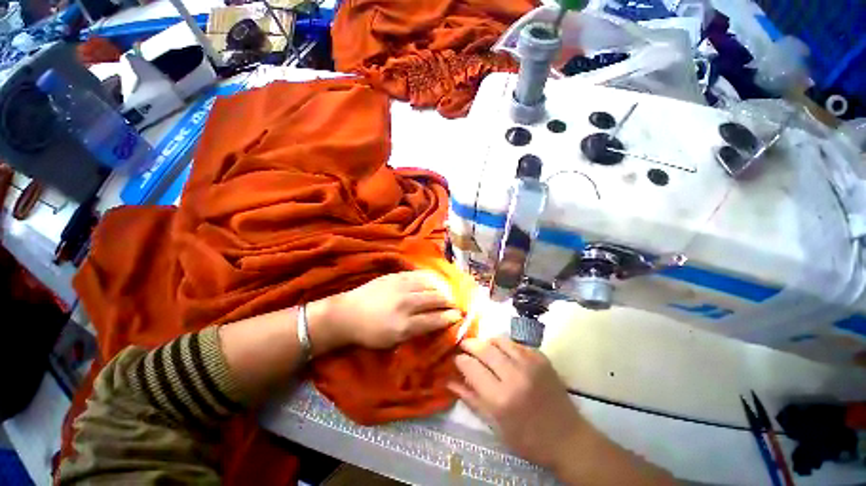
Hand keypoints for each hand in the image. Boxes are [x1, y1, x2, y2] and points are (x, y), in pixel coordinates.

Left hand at [307, 271, 462, 352]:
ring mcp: (400, 287)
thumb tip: (437, 322)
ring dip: (442, 289)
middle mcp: (405, 304)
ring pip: (430, 285)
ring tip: (446, 293)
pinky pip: (419, 274)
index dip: (450, 317)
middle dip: (449, 302)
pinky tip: (434, 281)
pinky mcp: (396, 276)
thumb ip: (416, 332)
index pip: (435, 319)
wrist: (347, 314)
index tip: (458, 316)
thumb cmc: (369, 333)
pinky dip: (430, 278)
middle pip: (436, 299)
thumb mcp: (392, 341)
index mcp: (404, 325)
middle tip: (455, 304)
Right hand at [449, 337, 585, 470]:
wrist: (568, 438)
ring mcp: (530, 364)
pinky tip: (504, 354)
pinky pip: (516, 343)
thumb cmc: (528, 439)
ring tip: (483, 348)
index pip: (471, 367)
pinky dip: (505, 346)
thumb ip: (471, 399)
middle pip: (483, 348)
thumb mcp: (496, 426)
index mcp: (501, 399)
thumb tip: (449, 381)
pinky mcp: (541, 358)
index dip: (460, 360)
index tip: (456, 359)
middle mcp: (514, 376)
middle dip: (469, 344)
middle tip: (464, 347)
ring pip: (499, 340)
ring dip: (487, 342)